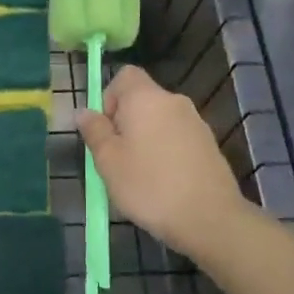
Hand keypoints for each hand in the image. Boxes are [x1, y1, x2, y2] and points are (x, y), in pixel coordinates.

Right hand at [77, 65, 249, 257]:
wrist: (209, 218)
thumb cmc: (149, 186)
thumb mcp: (108, 161)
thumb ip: (94, 131)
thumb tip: (84, 111)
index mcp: (146, 99)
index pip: (125, 75)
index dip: (109, 97)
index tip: (106, 130)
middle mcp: (174, 102)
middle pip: (142, 100)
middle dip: (125, 123)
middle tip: (116, 159)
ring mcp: (196, 123)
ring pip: (160, 121)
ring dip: (145, 139)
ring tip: (139, 176)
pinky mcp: (209, 145)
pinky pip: (177, 139)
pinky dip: (165, 152)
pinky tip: (163, 183)